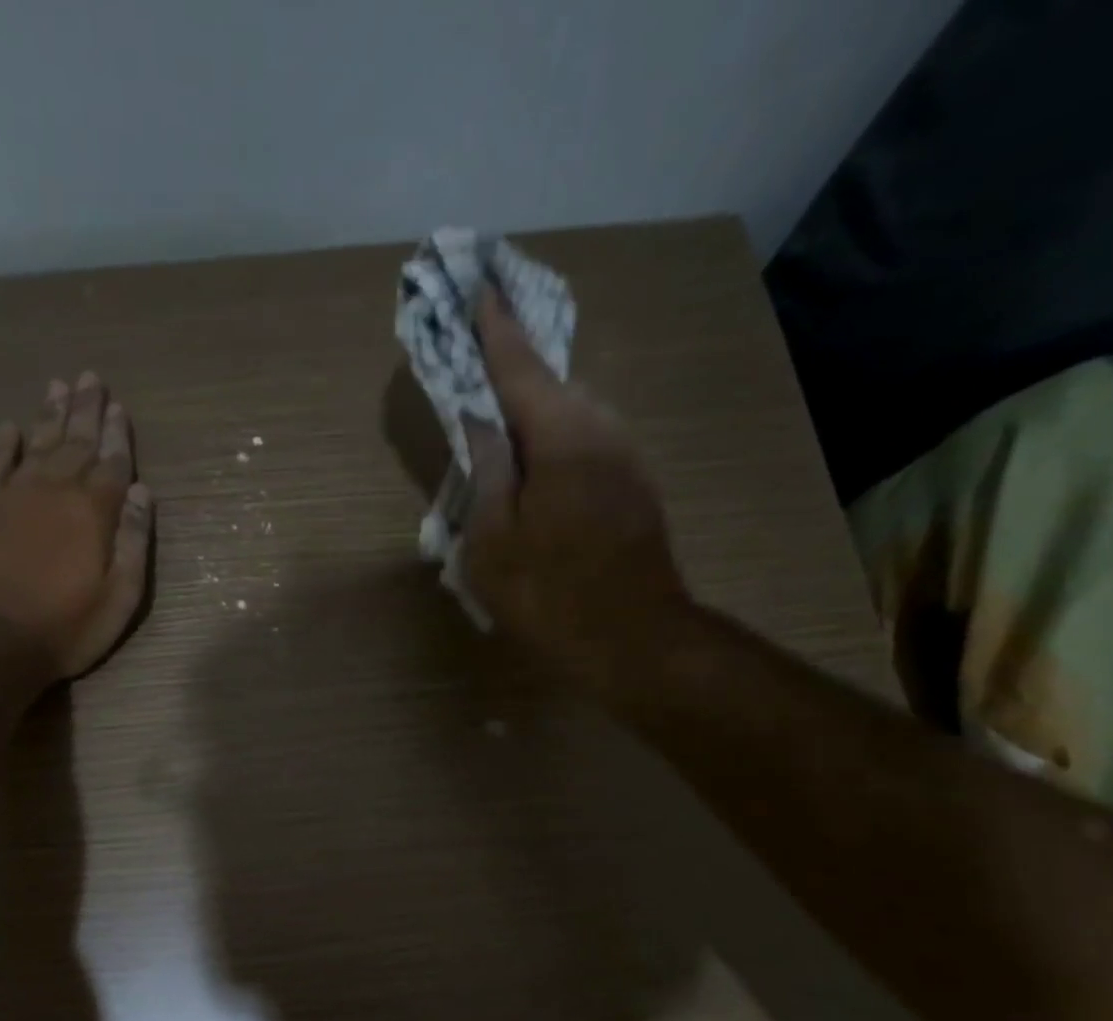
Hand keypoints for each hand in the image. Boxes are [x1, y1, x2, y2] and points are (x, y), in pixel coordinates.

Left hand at [0, 372, 153, 680]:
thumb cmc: (66, 626)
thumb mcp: (119, 596)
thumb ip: (133, 541)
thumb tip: (141, 491)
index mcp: (93, 511)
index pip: (112, 463)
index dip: (118, 436)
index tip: (120, 408)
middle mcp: (56, 490)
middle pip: (76, 442)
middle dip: (87, 410)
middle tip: (92, 377)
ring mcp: (16, 495)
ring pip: (38, 442)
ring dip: (51, 413)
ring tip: (60, 385)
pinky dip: (2, 440)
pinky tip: (9, 425)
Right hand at [464, 291, 687, 678]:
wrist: (634, 640)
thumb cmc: (549, 593)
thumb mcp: (492, 539)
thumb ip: (487, 471)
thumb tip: (483, 421)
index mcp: (561, 437)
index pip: (519, 367)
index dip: (494, 330)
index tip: (478, 287)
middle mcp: (601, 431)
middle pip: (552, 384)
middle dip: (515, 367)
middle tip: (480, 354)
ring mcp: (625, 458)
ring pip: (573, 413)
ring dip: (537, 405)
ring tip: (503, 414)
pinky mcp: (634, 486)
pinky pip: (587, 441)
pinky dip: (557, 436)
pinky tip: (537, 462)